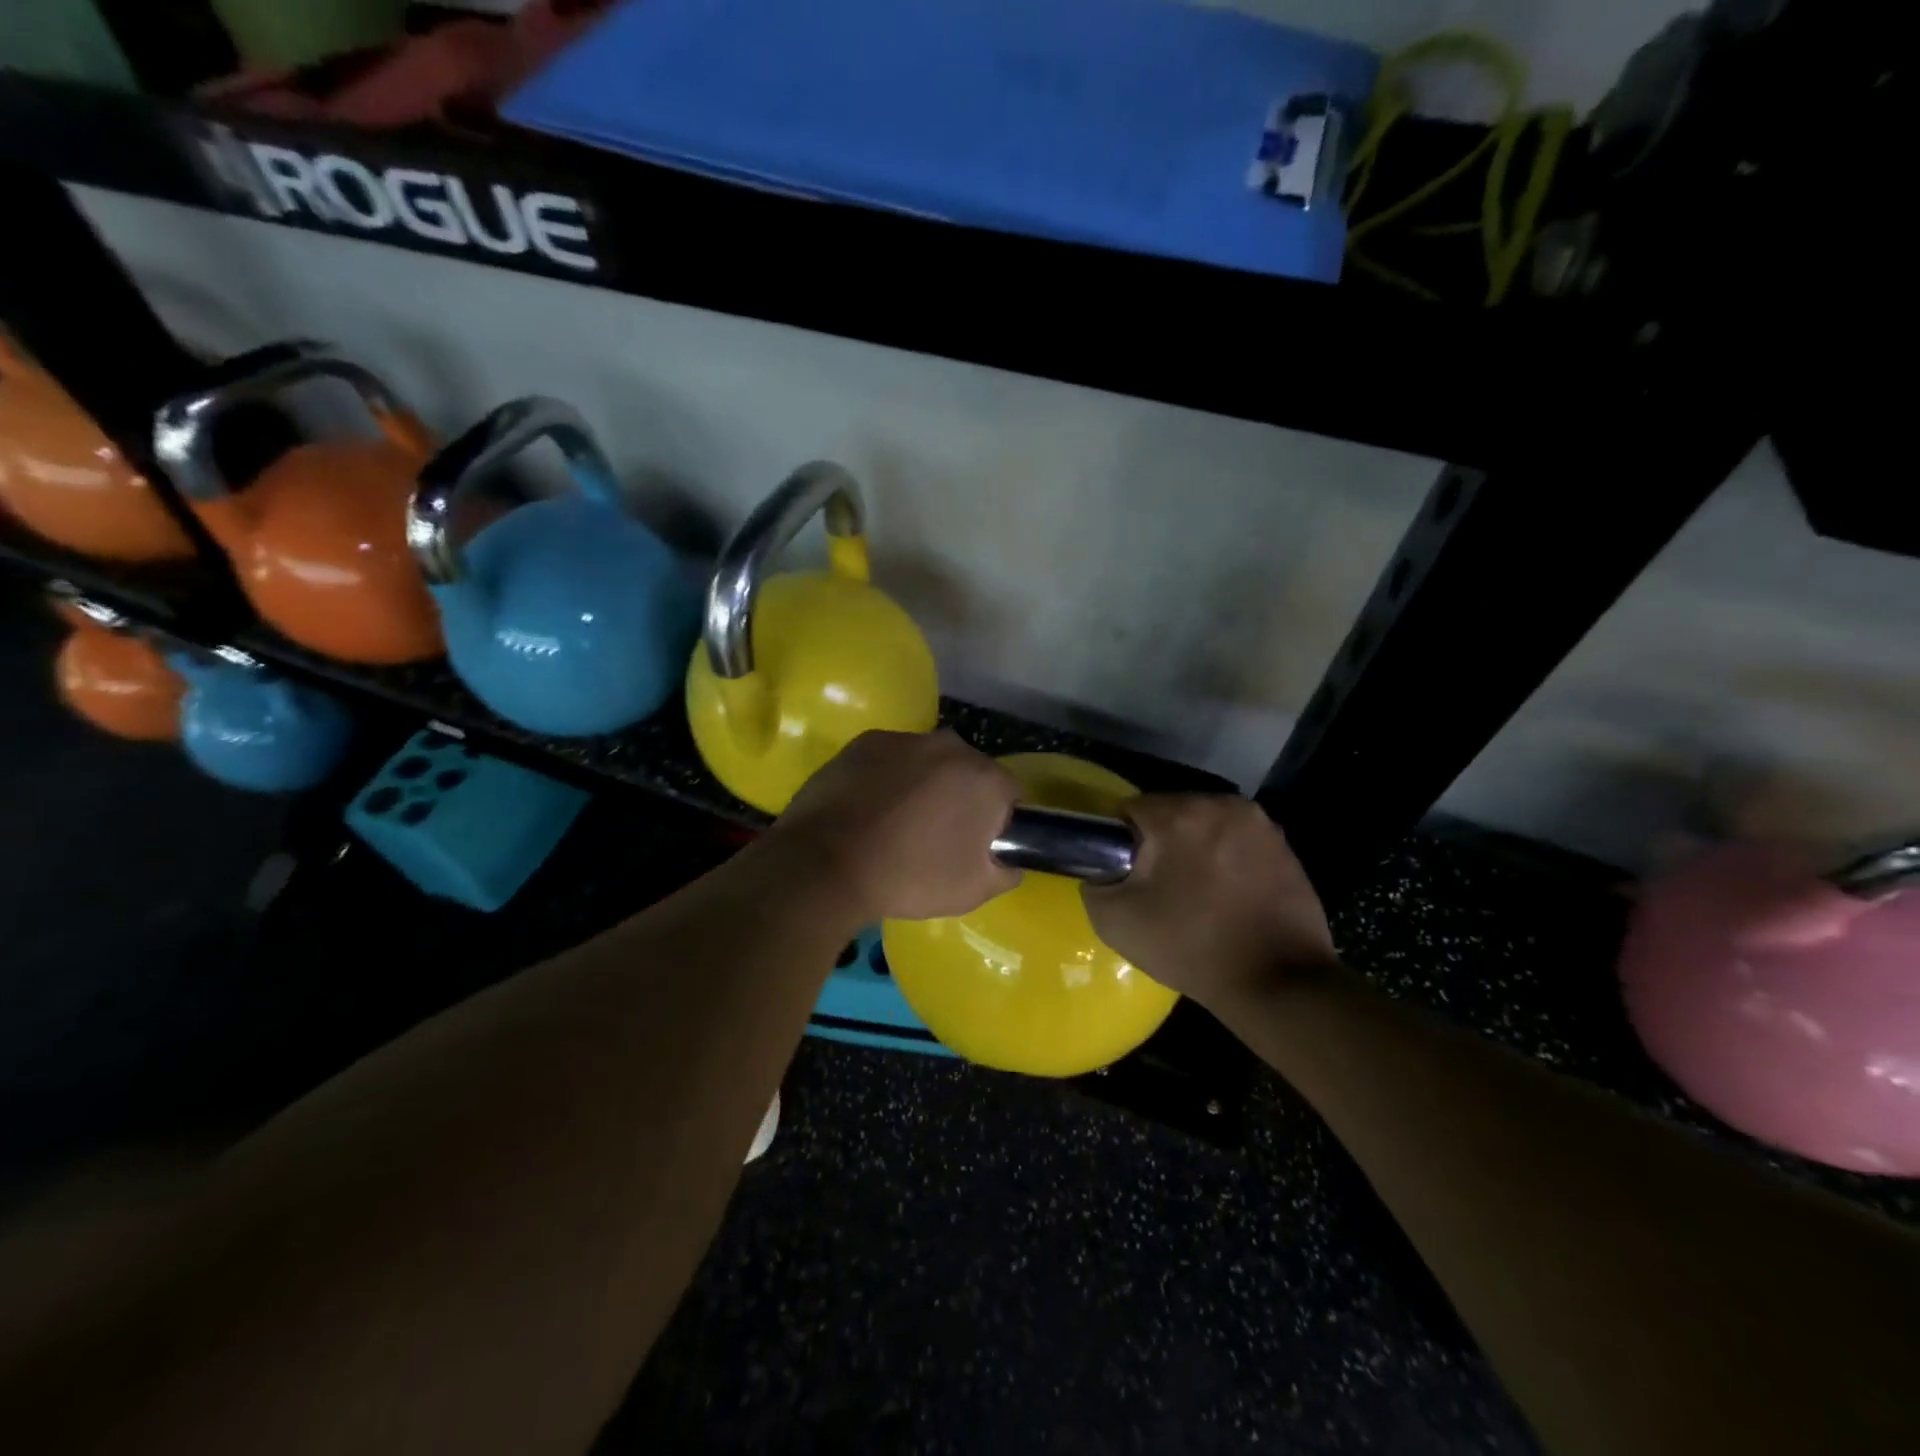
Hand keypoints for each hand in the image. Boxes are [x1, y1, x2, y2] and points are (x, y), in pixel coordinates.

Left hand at [770, 729, 1022, 921]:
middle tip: (938, 836)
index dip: (998, 820)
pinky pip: (891, 760)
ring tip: (897, 823)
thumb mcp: (974, 890)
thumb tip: (1008, 857)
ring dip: (924, 785)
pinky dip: (887, 778)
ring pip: (928, 762)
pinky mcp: (865, 742)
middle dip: (961, 797)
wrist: (826, 864)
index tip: (978, 844)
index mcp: (984, 777)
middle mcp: (950, 746)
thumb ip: (1006, 869)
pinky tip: (869, 809)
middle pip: (968, 771)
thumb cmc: (909, 877)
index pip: (1009, 793)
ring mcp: (904, 739)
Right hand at [1085, 795, 1335, 1011]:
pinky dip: (1227, 857)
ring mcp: (1259, 823)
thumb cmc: (1190, 947)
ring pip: (1206, 824)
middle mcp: (1220, 804)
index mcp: (1178, 815)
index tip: (1128, 875)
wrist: (1276, 983)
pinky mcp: (1284, 844)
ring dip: (1195, 846)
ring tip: (1196, 891)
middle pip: (1171, 811)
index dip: (1121, 842)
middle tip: (1160, 887)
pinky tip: (1228, 894)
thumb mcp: (1115, 922)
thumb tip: (1103, 868)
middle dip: (1160, 841)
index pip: (1130, 809)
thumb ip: (1094, 883)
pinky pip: (1237, 840)